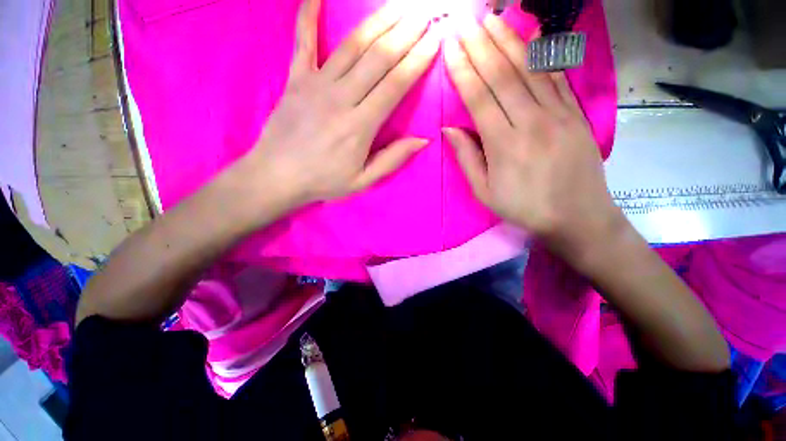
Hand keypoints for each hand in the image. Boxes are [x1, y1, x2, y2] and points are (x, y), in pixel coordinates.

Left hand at [242, 0, 439, 204]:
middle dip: (405, 32)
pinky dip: (308, 14)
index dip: (417, 61)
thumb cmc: (323, 181)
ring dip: (378, 21)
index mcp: (360, 126)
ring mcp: (316, 84)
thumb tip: (422, 140)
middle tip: (424, 13)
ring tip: (398, 5)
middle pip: (378, 58)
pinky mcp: (295, 79)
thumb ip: (392, 159)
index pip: (395, 85)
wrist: (277, 176)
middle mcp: (341, 98)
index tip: (434, 40)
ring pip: (352, 45)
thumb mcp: (363, 180)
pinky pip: (303, 41)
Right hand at [442, 14, 623, 261]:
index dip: (463, 71)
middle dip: (481, 46)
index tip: (450, 48)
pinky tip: (532, 35)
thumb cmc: (524, 207)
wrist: (577, 215)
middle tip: (466, 23)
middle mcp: (531, 122)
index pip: (479, 98)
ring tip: (492, 19)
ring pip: (530, 69)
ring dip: (508, 41)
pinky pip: (556, 77)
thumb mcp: (484, 192)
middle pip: (503, 76)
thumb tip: (450, 128)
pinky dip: (542, 53)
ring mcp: (558, 114)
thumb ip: (467, 158)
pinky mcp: (575, 114)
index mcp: (505, 145)